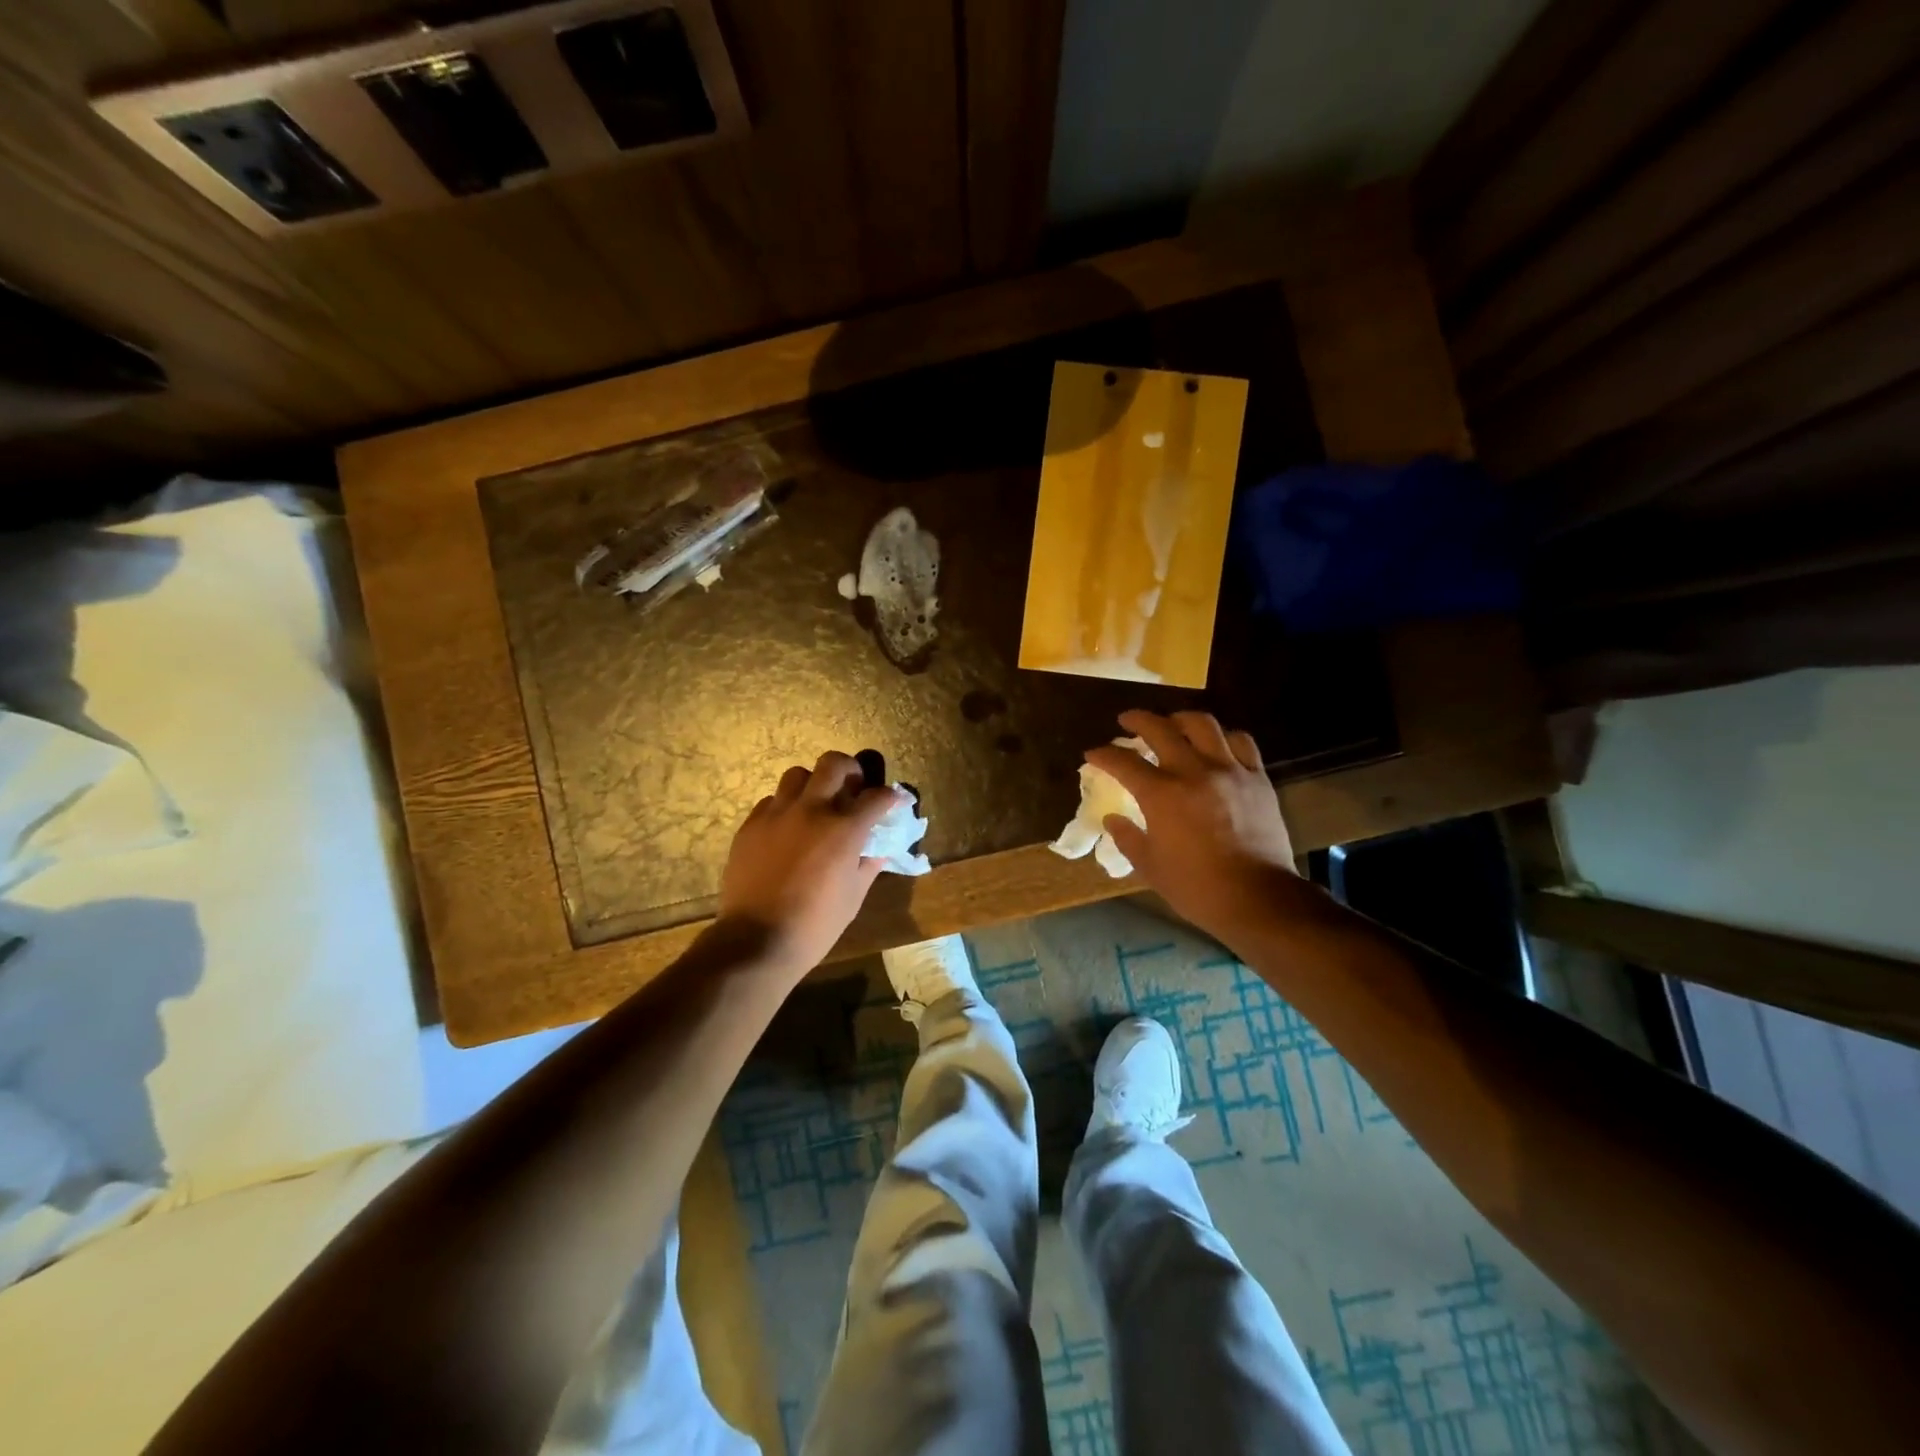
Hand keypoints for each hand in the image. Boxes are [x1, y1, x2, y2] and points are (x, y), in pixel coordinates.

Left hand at [718, 752, 901, 980]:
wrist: (756, 940)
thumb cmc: (815, 924)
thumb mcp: (854, 896)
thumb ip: (869, 864)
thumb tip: (878, 848)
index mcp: (845, 829)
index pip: (877, 796)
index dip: (890, 797)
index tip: (892, 802)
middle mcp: (812, 810)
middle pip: (834, 764)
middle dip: (851, 770)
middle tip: (853, 789)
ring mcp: (777, 814)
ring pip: (798, 775)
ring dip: (813, 784)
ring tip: (816, 805)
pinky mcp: (751, 825)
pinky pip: (771, 801)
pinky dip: (785, 807)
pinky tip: (787, 830)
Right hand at [1087, 710, 1308, 945]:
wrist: (1258, 898)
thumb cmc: (1197, 888)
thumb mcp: (1150, 868)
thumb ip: (1128, 838)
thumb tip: (1113, 819)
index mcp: (1161, 794)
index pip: (1123, 762)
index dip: (1103, 754)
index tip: (1092, 754)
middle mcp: (1193, 771)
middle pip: (1160, 729)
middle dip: (1137, 720)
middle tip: (1127, 721)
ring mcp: (1229, 770)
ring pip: (1203, 724)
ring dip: (1181, 719)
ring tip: (1173, 724)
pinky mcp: (1257, 778)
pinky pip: (1241, 742)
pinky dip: (1223, 737)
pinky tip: (1216, 744)